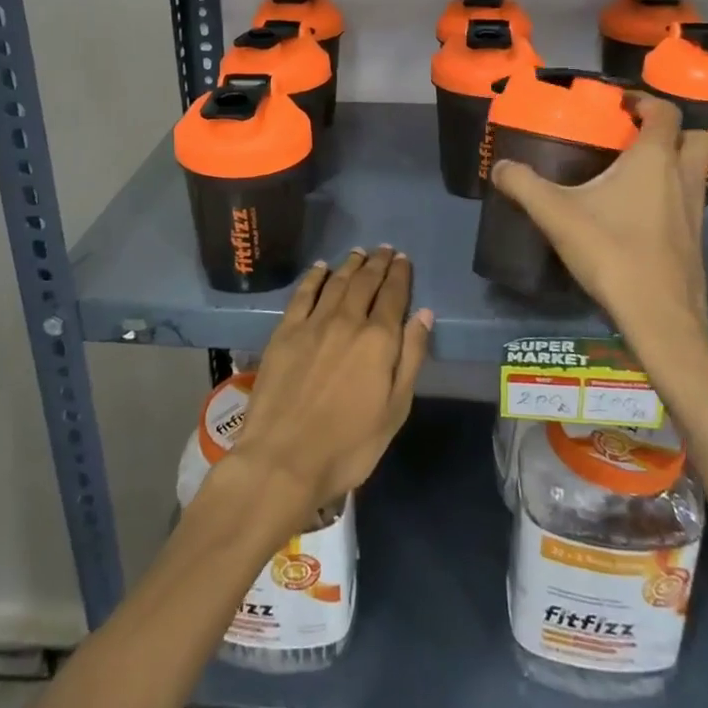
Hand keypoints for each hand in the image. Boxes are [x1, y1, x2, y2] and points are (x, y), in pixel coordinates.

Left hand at [225, 248, 431, 523]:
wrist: (284, 458)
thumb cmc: (349, 445)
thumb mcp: (395, 410)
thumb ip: (411, 358)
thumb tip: (423, 314)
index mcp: (378, 340)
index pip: (393, 296)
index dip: (399, 275)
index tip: (403, 259)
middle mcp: (347, 321)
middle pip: (365, 282)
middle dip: (377, 263)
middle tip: (384, 249)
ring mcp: (313, 324)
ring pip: (336, 283)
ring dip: (350, 265)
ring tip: (359, 253)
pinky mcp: (285, 332)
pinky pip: (303, 294)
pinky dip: (314, 277)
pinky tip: (320, 268)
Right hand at [489, 97, 707, 385]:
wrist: (659, 315)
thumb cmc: (612, 251)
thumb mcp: (556, 214)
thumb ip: (524, 185)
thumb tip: (501, 167)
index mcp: (655, 159)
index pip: (665, 112)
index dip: (645, 101)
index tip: (620, 104)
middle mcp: (683, 178)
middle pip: (696, 138)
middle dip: (672, 131)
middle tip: (636, 138)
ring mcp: (696, 211)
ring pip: (695, 172)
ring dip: (673, 165)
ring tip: (633, 175)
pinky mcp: (695, 241)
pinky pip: (688, 203)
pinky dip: (670, 197)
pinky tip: (637, 215)